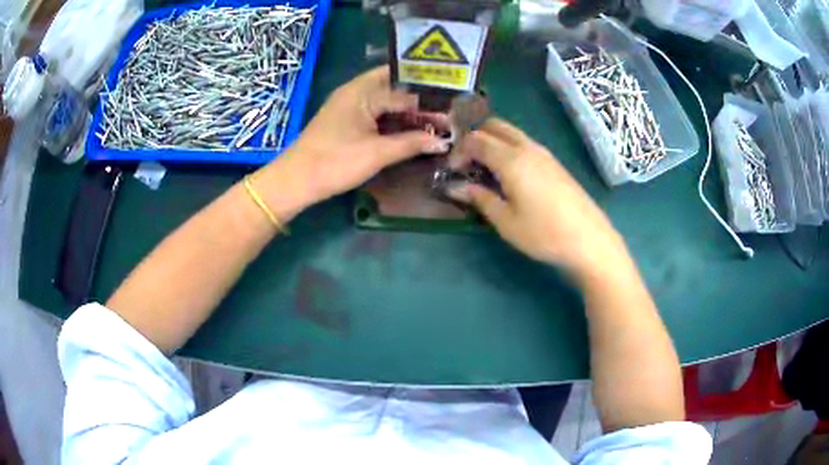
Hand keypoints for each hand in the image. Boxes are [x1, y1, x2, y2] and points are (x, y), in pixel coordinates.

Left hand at [274, 66, 446, 206]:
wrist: (296, 181)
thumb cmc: (335, 162)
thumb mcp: (377, 153)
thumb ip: (412, 143)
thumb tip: (442, 141)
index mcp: (362, 91)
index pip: (404, 89)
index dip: (429, 99)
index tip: (453, 108)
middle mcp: (355, 92)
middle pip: (395, 88)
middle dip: (420, 99)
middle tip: (446, 111)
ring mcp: (349, 106)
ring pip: (385, 100)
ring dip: (407, 110)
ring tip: (434, 121)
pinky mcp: (346, 121)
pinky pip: (376, 113)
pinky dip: (393, 119)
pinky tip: (410, 129)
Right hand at [447, 118, 627, 280]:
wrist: (589, 239)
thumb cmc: (544, 234)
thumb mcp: (506, 221)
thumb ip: (480, 198)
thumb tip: (455, 187)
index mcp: (511, 159)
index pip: (476, 139)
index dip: (459, 151)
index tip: (453, 172)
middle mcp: (527, 148)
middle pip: (495, 126)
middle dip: (475, 138)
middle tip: (468, 164)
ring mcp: (544, 153)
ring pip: (511, 133)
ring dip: (493, 143)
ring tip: (486, 171)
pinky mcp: (554, 163)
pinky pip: (524, 144)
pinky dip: (509, 149)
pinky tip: (509, 176)